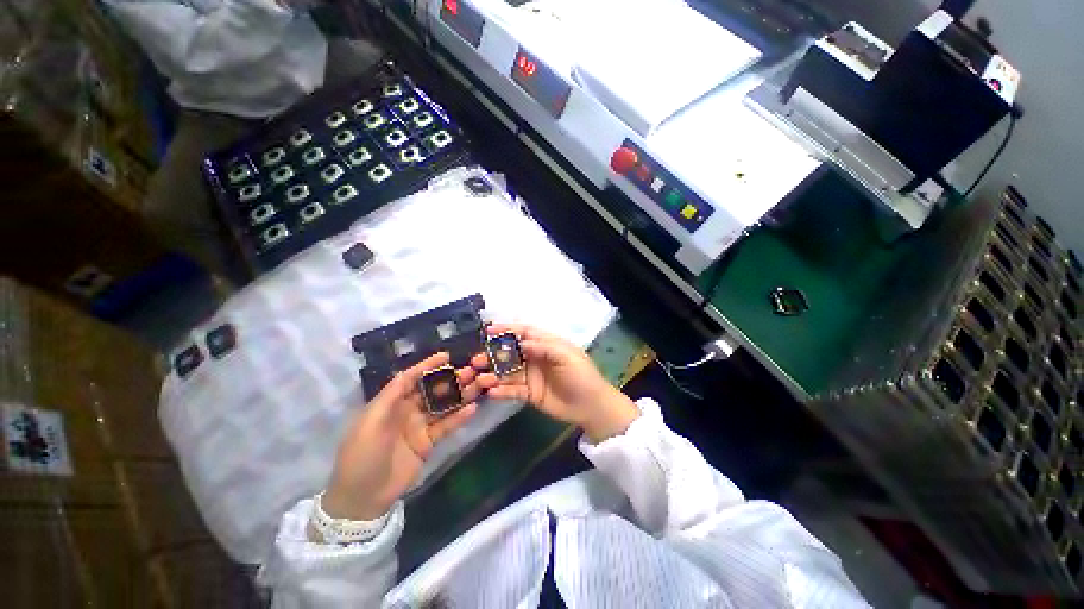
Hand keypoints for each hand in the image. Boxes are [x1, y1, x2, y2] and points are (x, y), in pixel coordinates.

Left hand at [323, 352, 496, 520]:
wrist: (363, 498)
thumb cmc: (361, 455)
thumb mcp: (370, 422)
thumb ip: (391, 396)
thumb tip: (409, 372)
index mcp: (390, 403)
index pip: (411, 378)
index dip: (427, 366)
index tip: (446, 356)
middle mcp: (406, 410)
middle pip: (432, 390)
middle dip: (450, 379)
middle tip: (471, 370)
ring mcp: (419, 426)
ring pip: (443, 405)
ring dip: (459, 395)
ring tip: (478, 385)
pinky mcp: (428, 442)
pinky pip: (446, 426)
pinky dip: (459, 417)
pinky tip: (473, 408)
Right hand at [473, 324, 638, 443]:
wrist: (591, 406)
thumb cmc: (581, 375)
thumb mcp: (566, 355)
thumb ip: (544, 347)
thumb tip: (522, 343)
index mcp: (546, 344)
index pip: (524, 332)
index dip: (507, 329)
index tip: (488, 330)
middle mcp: (535, 357)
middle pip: (510, 352)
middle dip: (493, 354)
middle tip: (476, 360)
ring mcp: (531, 376)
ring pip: (508, 372)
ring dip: (493, 374)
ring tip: (479, 379)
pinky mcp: (529, 393)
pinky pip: (512, 390)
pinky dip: (501, 391)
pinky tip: (490, 392)